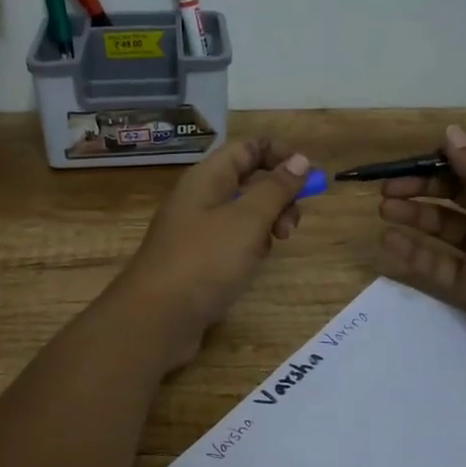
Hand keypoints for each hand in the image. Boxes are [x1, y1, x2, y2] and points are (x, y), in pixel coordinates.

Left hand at [111, 136, 312, 369]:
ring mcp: (197, 230)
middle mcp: (200, 198)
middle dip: (278, 196)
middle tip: (290, 225)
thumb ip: (276, 189)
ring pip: (243, 213)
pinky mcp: (198, 260)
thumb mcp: (248, 220)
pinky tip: (252, 266)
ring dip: (267, 224)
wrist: (156, 319)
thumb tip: (300, 159)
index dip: (280, 154)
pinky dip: (249, 247)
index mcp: (207, 177)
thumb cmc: (204, 261)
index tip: (309, 175)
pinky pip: (232, 241)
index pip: (248, 147)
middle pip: (248, 180)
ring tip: (272, 248)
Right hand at [375, 124, 465, 379]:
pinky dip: (414, 254)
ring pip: (443, 227)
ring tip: (384, 211)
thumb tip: (451, 131)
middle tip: (387, 189)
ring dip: (414, 216)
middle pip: (454, 194)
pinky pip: (439, 264)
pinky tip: (390, 243)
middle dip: (421, 188)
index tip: (409, 161)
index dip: (442, 161)